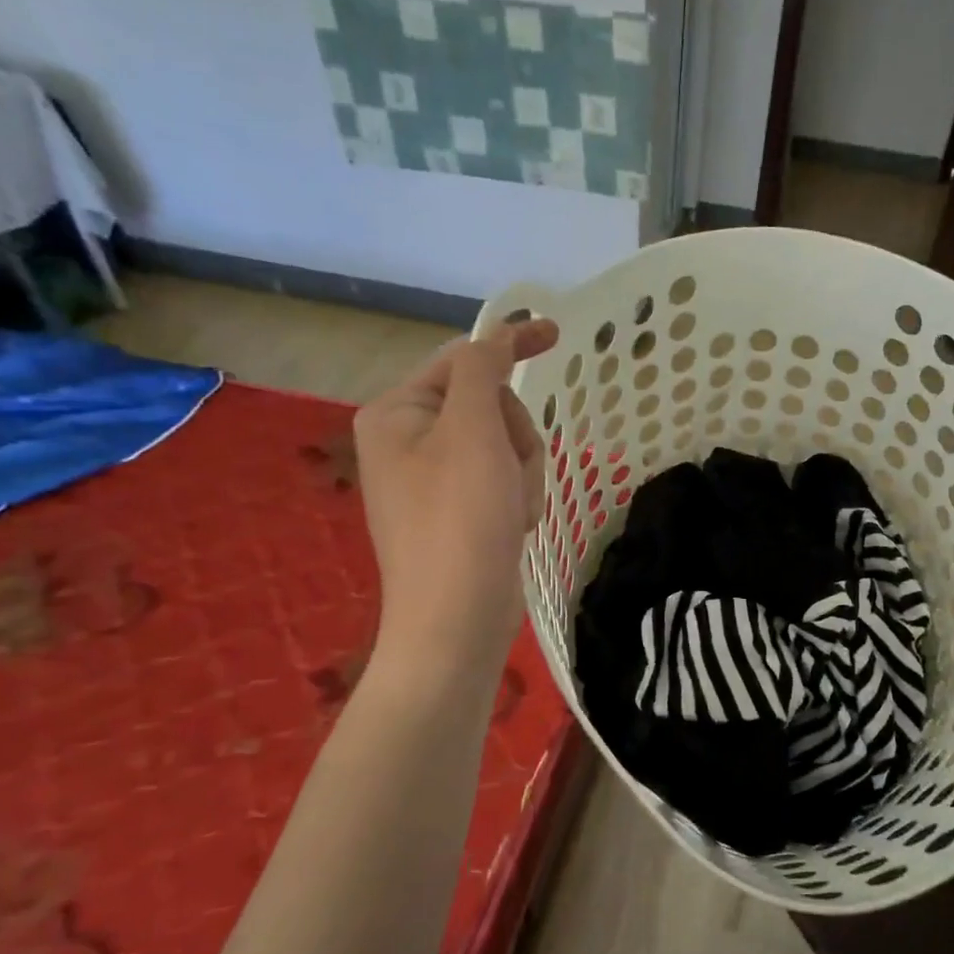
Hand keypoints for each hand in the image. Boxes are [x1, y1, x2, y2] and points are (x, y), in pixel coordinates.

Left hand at [353, 319, 558, 674]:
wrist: (457, 618)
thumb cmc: (460, 518)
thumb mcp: (471, 430)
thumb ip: (482, 370)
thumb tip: (494, 337)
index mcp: (396, 413)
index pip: (462, 360)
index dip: (511, 345)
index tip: (556, 334)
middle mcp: (409, 441)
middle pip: (490, 407)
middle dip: (516, 438)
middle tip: (510, 475)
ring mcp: (435, 481)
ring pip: (506, 447)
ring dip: (522, 474)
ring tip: (512, 511)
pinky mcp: (459, 513)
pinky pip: (503, 482)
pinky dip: (517, 500)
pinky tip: (511, 529)